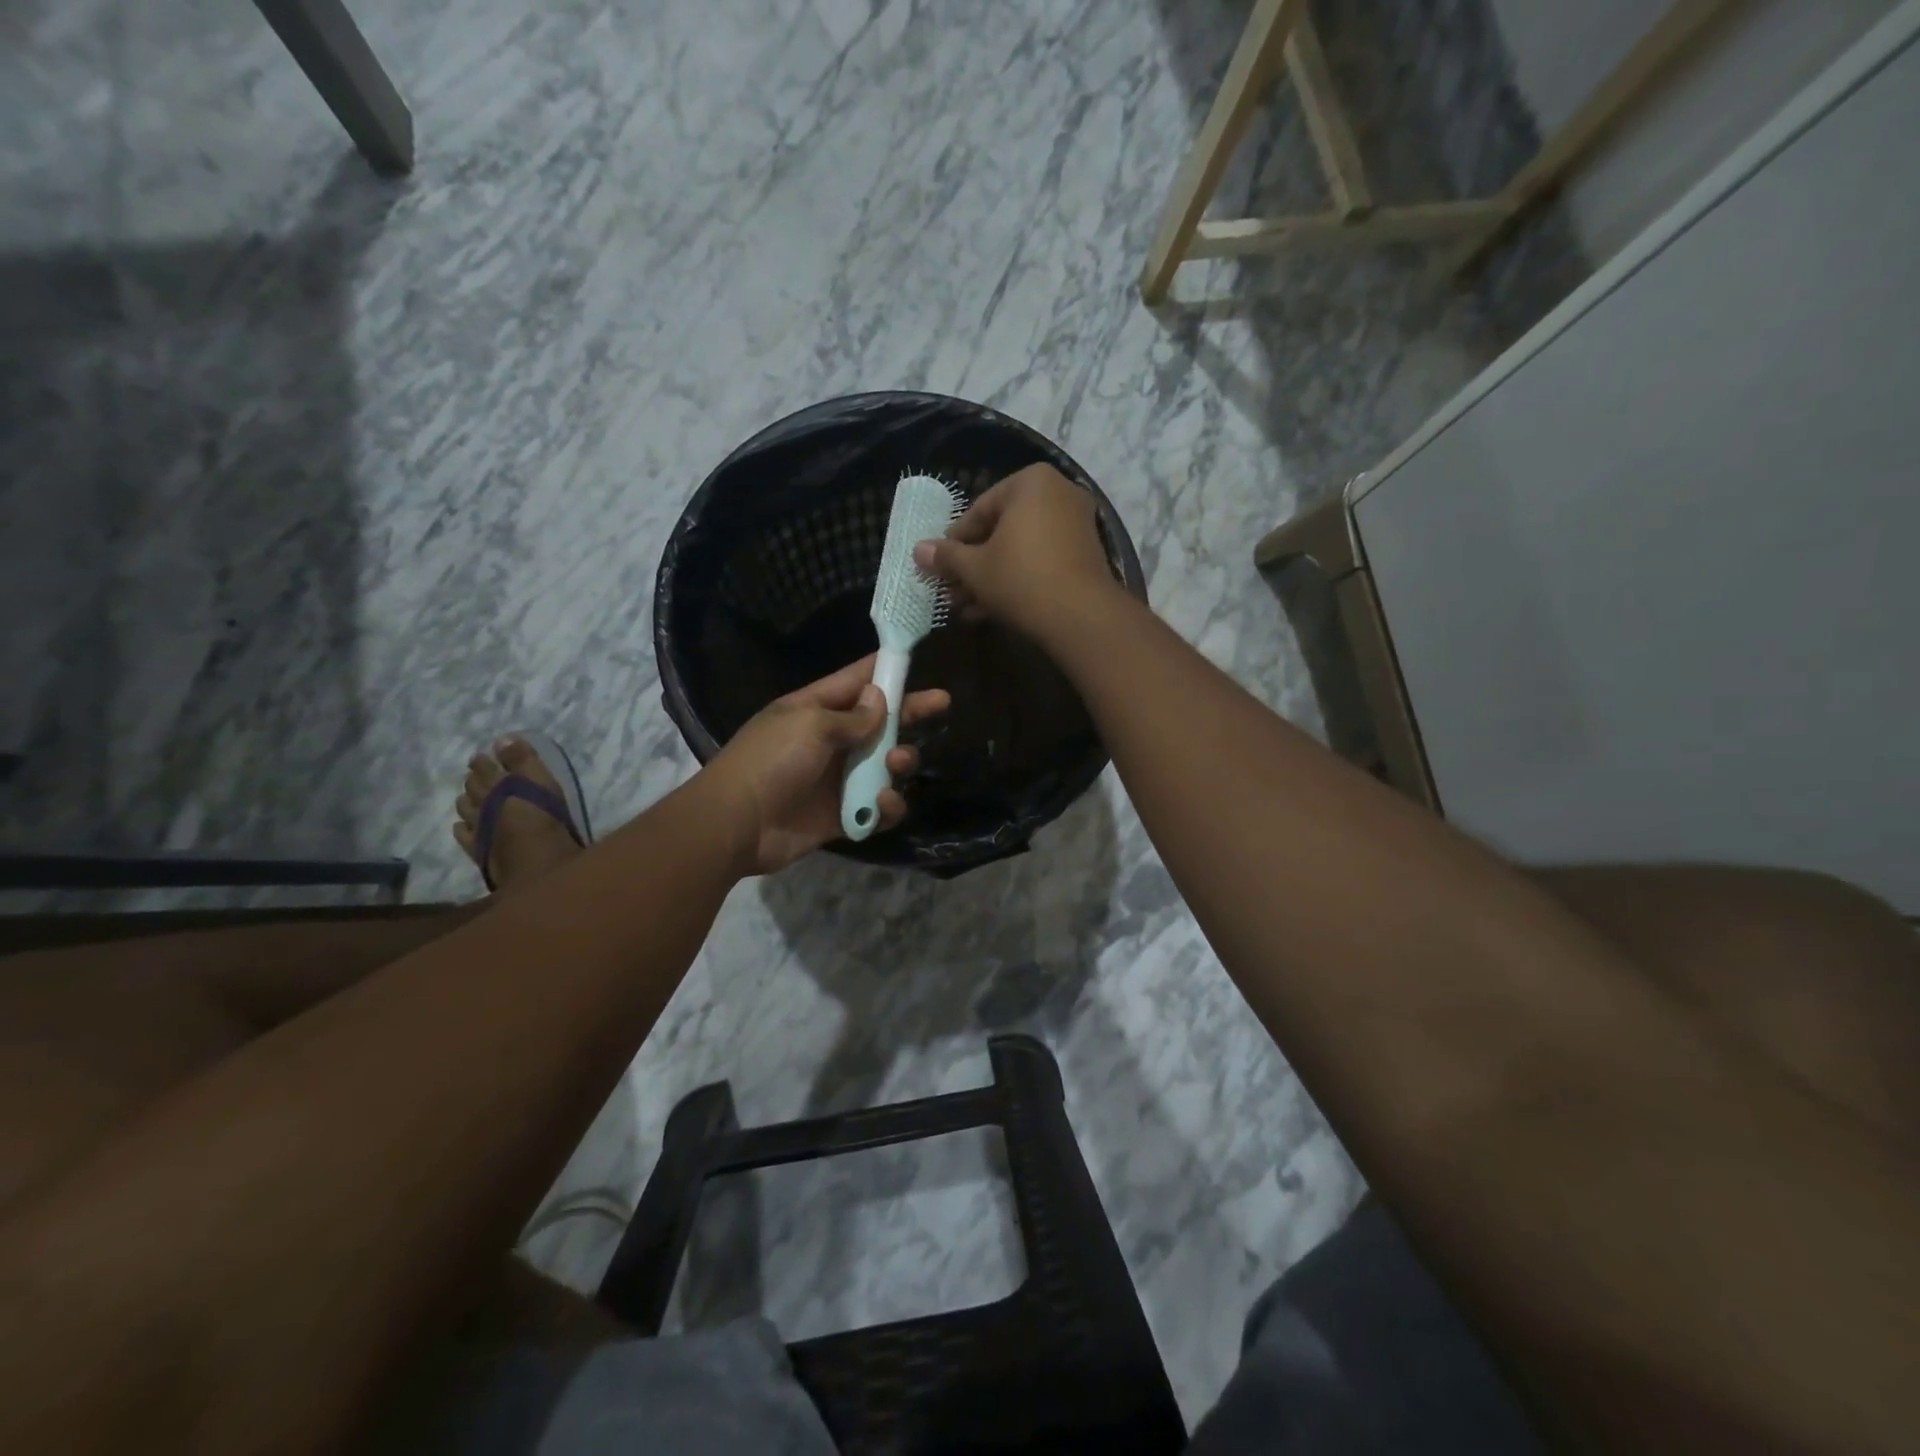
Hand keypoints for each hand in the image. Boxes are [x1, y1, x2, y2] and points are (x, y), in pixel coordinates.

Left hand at [704, 656, 950, 875]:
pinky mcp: (843, 815)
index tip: (915, 658)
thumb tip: (879, 700)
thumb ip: (852, 717)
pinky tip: (882, 804)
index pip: (856, 681)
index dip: (886, 670)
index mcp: (816, 709)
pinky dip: (887, 806)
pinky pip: (878, 807)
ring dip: (899, 762)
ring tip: (897, 763)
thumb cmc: (771, 760)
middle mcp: (831, 740)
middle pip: (879, 722)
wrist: (738, 824)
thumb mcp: (810, 725)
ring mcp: (838, 779)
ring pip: (885, 765)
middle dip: (910, 712)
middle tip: (943, 703)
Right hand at [911, 463, 1123, 641]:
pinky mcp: (1085, 554)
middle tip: (951, 591)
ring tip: (966, 608)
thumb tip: (917, 550)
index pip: (979, 510)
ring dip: (990, 578)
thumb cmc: (1020, 579)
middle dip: (973, 565)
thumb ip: (946, 556)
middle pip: (1001, 531)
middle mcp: (1058, 493)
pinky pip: (1041, 561)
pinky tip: (991, 611)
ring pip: (1020, 550)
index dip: (954, 543)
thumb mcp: (974, 568)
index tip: (939, 567)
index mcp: (1030, 482)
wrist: (1081, 616)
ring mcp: (1076, 524)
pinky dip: (1017, 580)